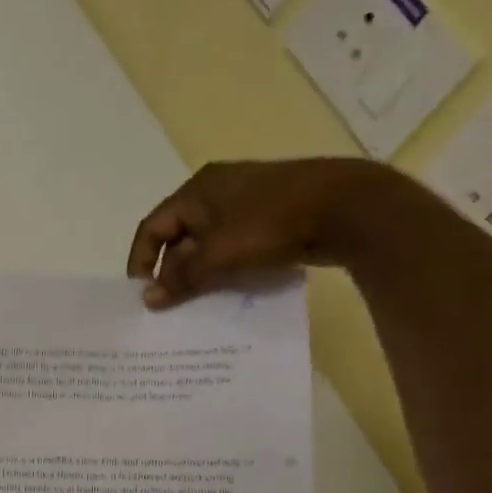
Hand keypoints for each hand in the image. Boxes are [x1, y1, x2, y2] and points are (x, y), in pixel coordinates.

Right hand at [126, 157, 395, 307]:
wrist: (350, 208)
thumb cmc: (272, 223)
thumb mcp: (219, 254)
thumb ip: (181, 278)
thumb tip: (148, 299)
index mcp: (197, 189)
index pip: (153, 226)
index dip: (141, 259)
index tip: (141, 292)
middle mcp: (217, 190)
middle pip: (179, 234)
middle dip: (172, 269)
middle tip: (172, 303)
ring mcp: (248, 200)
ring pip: (208, 241)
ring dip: (200, 271)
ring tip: (199, 301)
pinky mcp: (272, 214)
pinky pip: (235, 243)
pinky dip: (226, 265)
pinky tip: (232, 288)